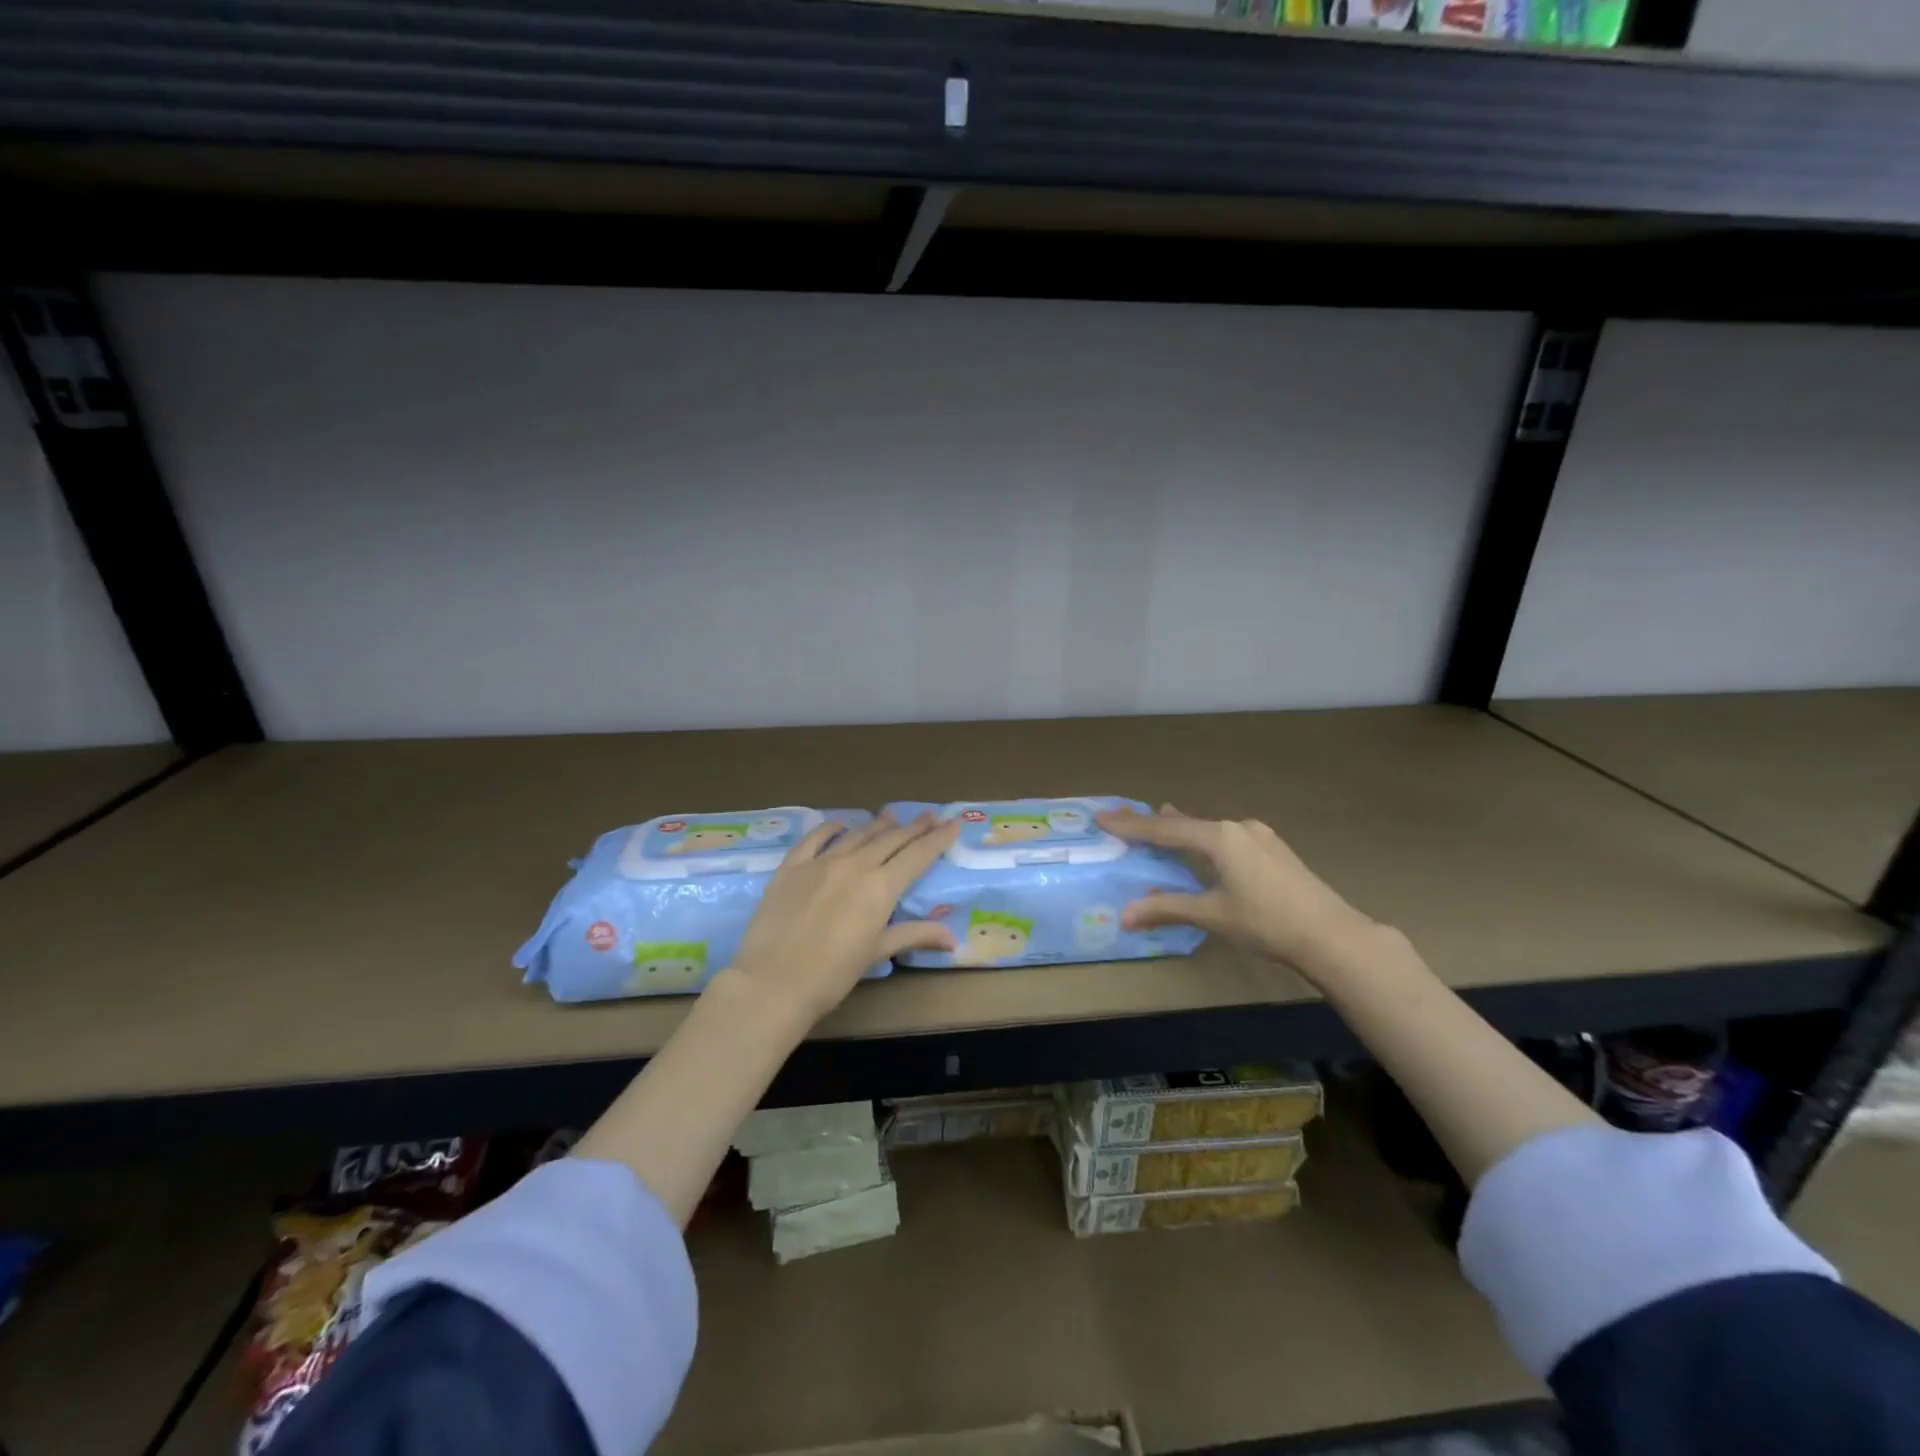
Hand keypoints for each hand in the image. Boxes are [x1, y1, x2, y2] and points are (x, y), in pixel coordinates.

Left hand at [727, 812, 960, 1025]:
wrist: (773, 981)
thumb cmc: (832, 975)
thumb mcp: (876, 953)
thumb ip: (913, 935)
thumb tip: (953, 938)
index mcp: (881, 887)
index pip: (918, 855)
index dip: (937, 838)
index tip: (952, 823)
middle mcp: (855, 865)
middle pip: (891, 839)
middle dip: (913, 827)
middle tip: (928, 815)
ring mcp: (821, 862)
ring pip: (857, 835)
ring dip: (877, 825)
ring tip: (891, 816)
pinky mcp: (791, 867)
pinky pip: (814, 838)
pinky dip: (830, 828)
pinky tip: (839, 823)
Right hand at [1097, 805, 1378, 983]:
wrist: (1332, 935)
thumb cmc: (1267, 922)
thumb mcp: (1213, 915)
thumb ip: (1168, 908)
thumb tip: (1125, 915)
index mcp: (1220, 837)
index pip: (1165, 829)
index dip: (1131, 825)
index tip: (1102, 816)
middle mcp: (1238, 828)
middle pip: (1186, 823)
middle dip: (1154, 823)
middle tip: (1125, 818)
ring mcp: (1260, 836)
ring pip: (1209, 828)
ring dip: (1182, 828)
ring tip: (1162, 819)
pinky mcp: (1274, 850)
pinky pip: (1226, 837)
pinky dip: (1205, 838)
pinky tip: (1206, 844)